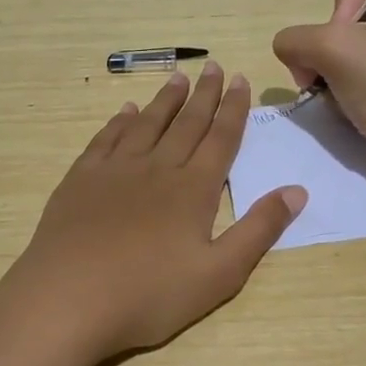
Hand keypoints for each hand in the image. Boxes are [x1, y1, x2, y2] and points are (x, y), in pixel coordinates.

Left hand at [4, 63, 305, 359]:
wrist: (68, 299)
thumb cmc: (149, 294)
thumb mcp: (219, 274)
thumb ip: (259, 230)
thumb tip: (298, 190)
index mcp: (193, 190)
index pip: (221, 139)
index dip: (234, 109)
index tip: (241, 80)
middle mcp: (157, 168)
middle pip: (186, 123)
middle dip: (204, 94)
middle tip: (214, 66)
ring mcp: (115, 171)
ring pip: (146, 123)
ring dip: (165, 100)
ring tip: (177, 77)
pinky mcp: (80, 180)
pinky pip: (106, 139)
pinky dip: (119, 121)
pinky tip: (126, 111)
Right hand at [272, 0, 365, 192]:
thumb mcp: (333, 48)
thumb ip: (294, 38)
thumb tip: (288, 50)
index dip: (337, 9)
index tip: (347, 43)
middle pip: (343, 15)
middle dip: (326, 48)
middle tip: (333, 75)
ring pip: (343, 49)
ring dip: (329, 74)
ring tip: (338, 97)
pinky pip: (356, 75)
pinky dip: (343, 91)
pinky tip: (349, 109)